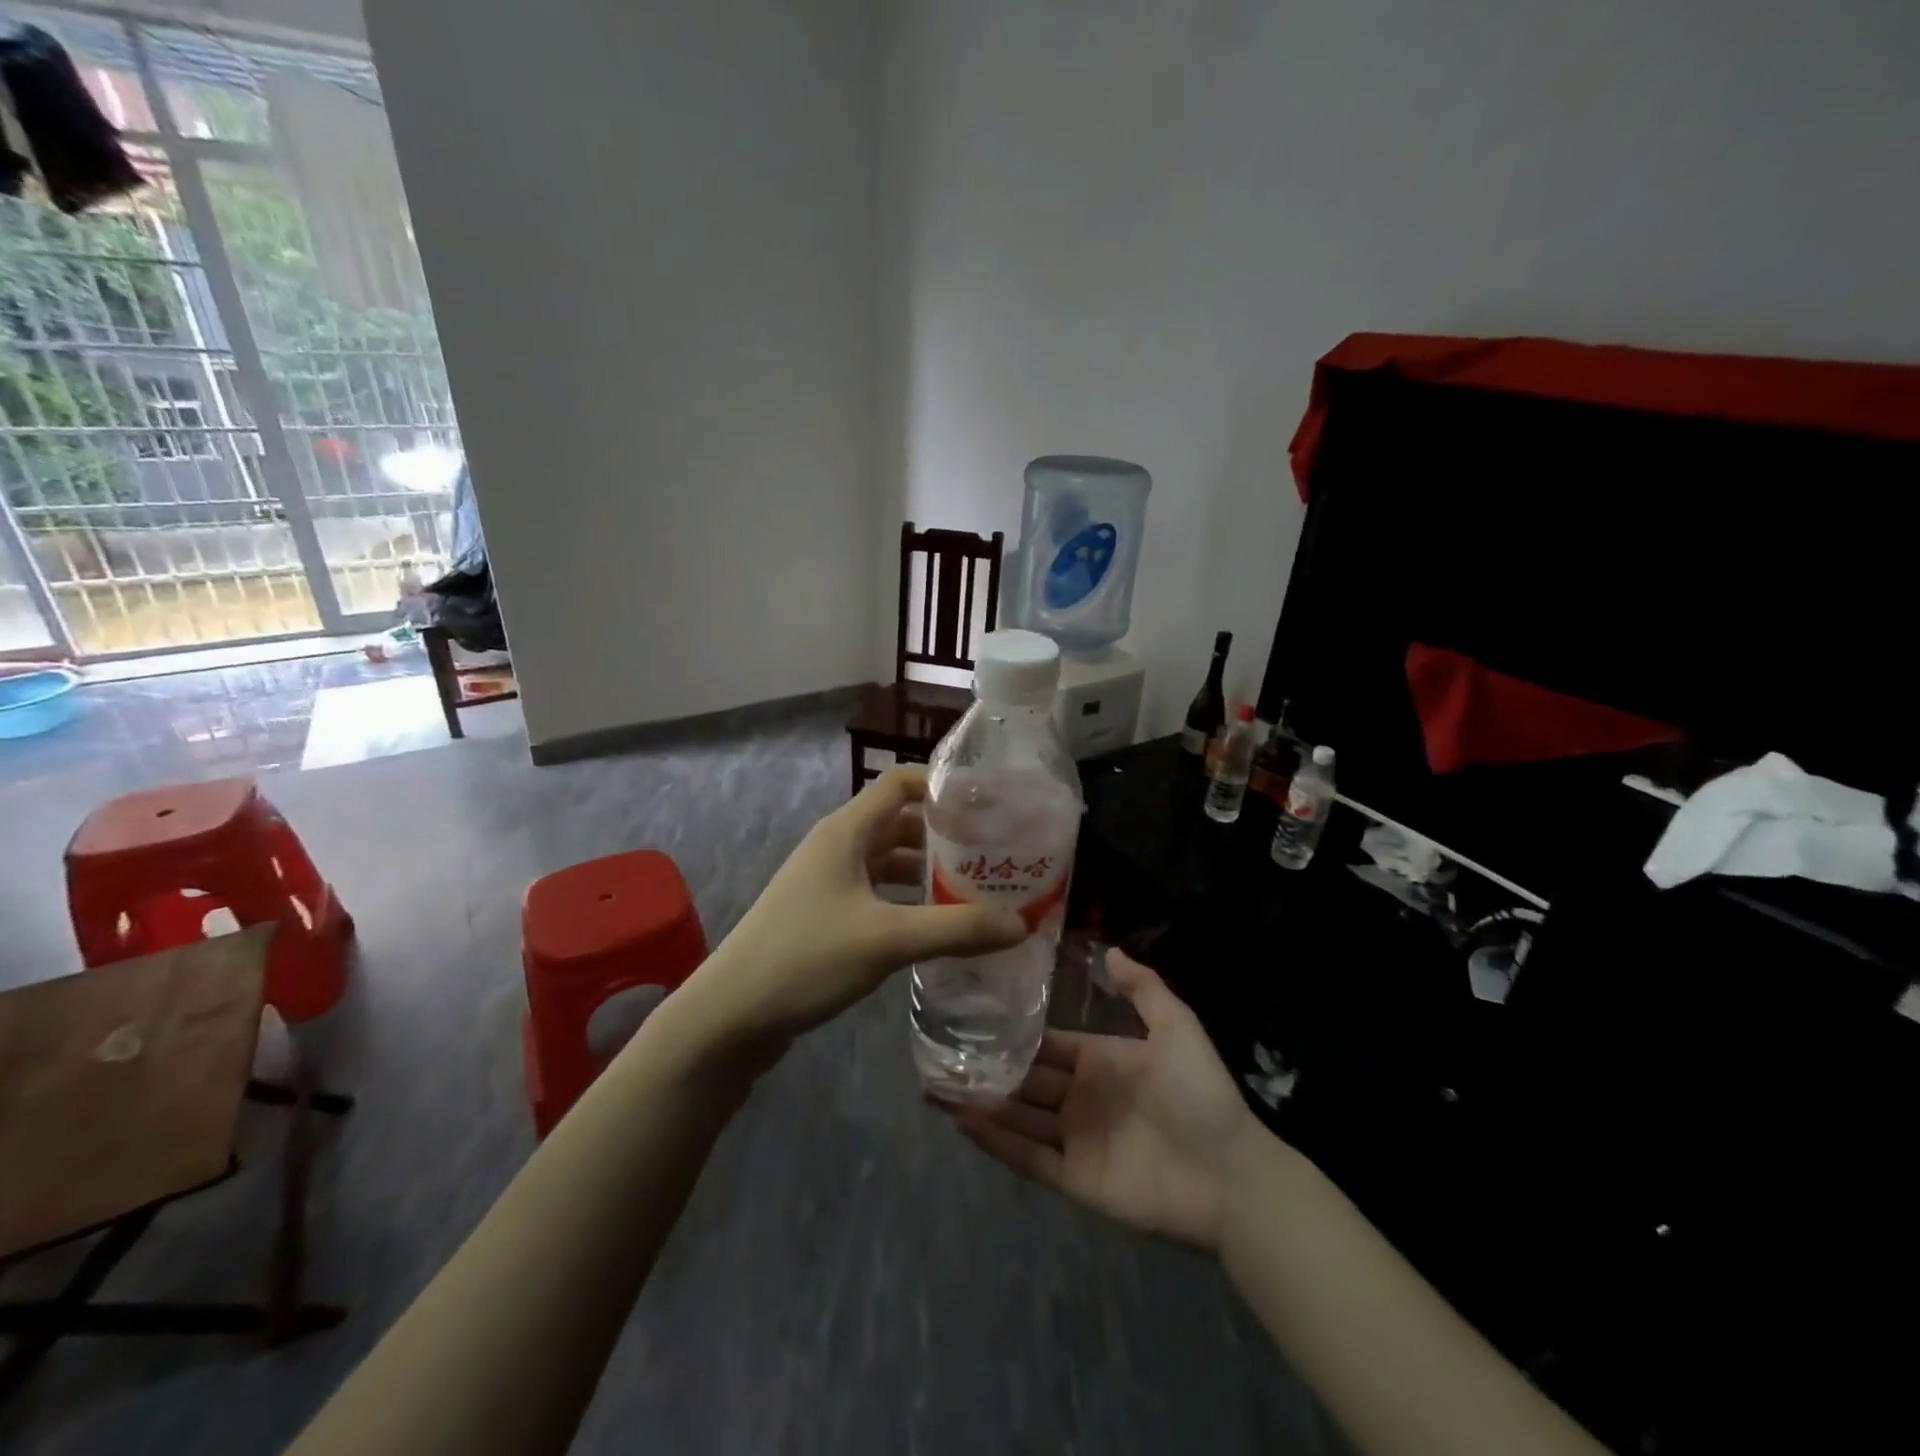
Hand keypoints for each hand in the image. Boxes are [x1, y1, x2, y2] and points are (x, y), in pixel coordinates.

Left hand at [682, 768, 1027, 1056]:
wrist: (730, 1015)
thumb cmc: (806, 958)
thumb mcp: (887, 940)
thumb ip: (956, 929)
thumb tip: (1021, 923)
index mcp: (847, 832)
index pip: (901, 783)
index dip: (943, 786)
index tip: (989, 805)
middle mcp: (838, 847)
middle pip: (901, 823)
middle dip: (947, 835)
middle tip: (995, 854)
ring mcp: (829, 883)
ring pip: (891, 862)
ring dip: (930, 872)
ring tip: (979, 891)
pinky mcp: (826, 916)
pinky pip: (879, 895)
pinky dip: (909, 902)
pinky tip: (938, 927)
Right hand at [942, 950, 1261, 1250]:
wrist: (1230, 1175)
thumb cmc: (1199, 1093)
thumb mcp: (1176, 1026)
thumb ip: (1142, 987)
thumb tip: (1108, 948)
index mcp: (1101, 1061)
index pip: (1047, 1045)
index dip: (1014, 1034)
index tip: (973, 1018)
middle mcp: (1081, 1097)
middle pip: (1025, 1080)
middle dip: (986, 1069)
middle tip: (939, 1054)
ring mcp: (1076, 1139)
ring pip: (1018, 1117)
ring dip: (980, 1103)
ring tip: (935, 1086)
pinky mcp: (1075, 1179)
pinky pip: (1029, 1157)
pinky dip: (997, 1142)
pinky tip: (964, 1122)